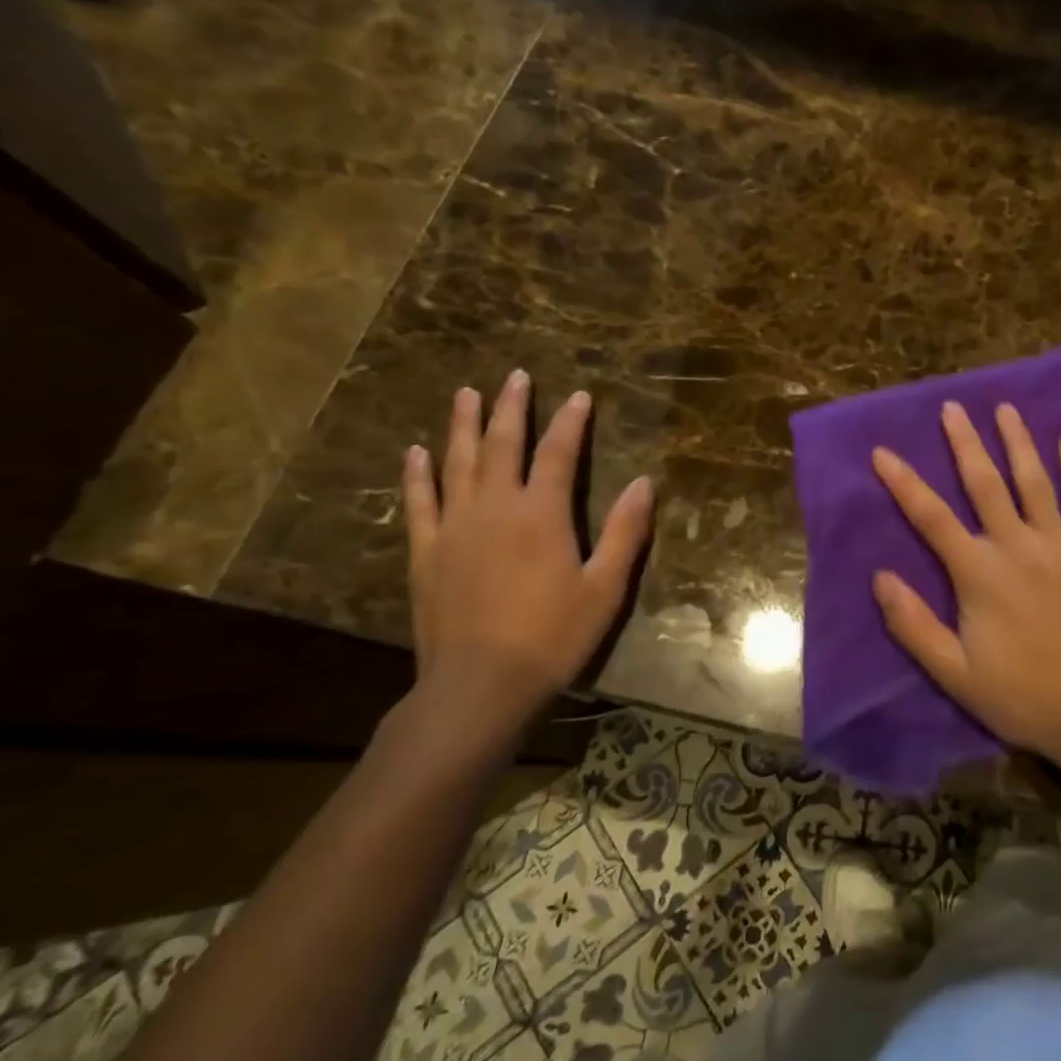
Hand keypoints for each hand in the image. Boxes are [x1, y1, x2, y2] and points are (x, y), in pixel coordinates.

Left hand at [402, 370, 653, 744]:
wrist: (480, 684)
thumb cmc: (553, 636)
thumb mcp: (605, 587)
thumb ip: (625, 532)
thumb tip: (645, 483)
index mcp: (541, 514)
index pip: (557, 453)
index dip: (570, 422)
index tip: (578, 395)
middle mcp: (494, 507)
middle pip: (501, 445)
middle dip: (510, 407)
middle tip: (514, 376)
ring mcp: (454, 527)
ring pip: (456, 462)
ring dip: (462, 425)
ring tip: (465, 393)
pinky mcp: (426, 552)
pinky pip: (419, 502)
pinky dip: (417, 474)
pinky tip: (415, 452)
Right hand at [870, 400, 1060, 771]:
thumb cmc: (1021, 696)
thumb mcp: (955, 674)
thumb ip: (915, 625)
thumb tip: (880, 576)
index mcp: (980, 575)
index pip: (932, 518)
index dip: (904, 483)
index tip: (882, 451)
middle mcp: (1019, 548)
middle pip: (986, 484)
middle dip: (965, 444)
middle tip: (951, 407)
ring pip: (1035, 482)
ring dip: (1017, 442)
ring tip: (1004, 408)